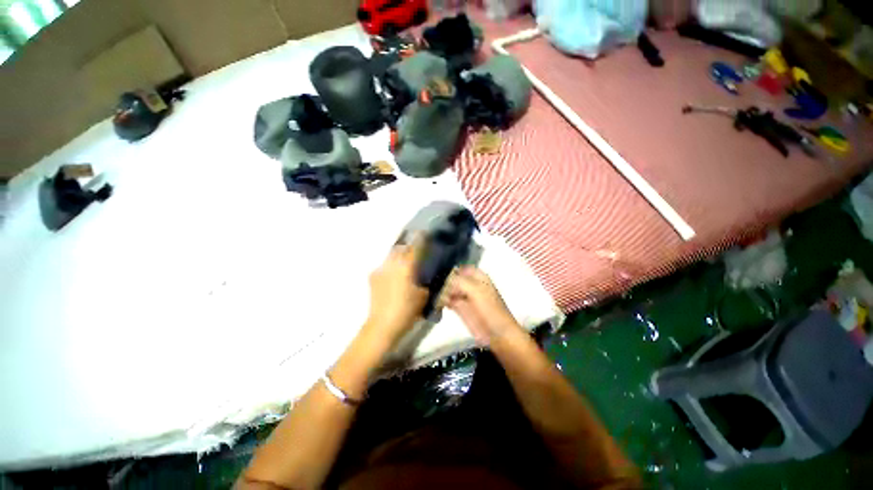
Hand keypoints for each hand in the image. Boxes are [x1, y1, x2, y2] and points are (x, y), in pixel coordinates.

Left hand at [362, 237, 428, 347]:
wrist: (382, 325)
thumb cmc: (407, 310)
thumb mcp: (423, 296)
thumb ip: (426, 282)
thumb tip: (427, 275)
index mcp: (405, 267)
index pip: (414, 247)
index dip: (420, 238)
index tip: (425, 233)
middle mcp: (392, 264)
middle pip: (400, 247)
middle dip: (408, 245)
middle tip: (415, 249)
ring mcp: (380, 270)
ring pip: (391, 256)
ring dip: (399, 255)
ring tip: (405, 262)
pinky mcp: (373, 277)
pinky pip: (384, 266)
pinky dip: (391, 266)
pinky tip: (394, 275)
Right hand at [444, 267, 521, 344]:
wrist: (496, 333)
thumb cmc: (490, 309)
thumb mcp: (476, 290)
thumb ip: (459, 281)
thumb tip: (445, 279)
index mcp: (478, 277)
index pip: (462, 268)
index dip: (452, 270)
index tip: (441, 273)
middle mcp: (470, 285)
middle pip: (453, 278)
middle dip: (445, 281)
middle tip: (437, 286)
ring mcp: (465, 297)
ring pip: (449, 289)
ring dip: (442, 291)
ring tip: (438, 295)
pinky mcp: (460, 308)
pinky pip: (448, 300)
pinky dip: (442, 300)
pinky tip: (439, 302)